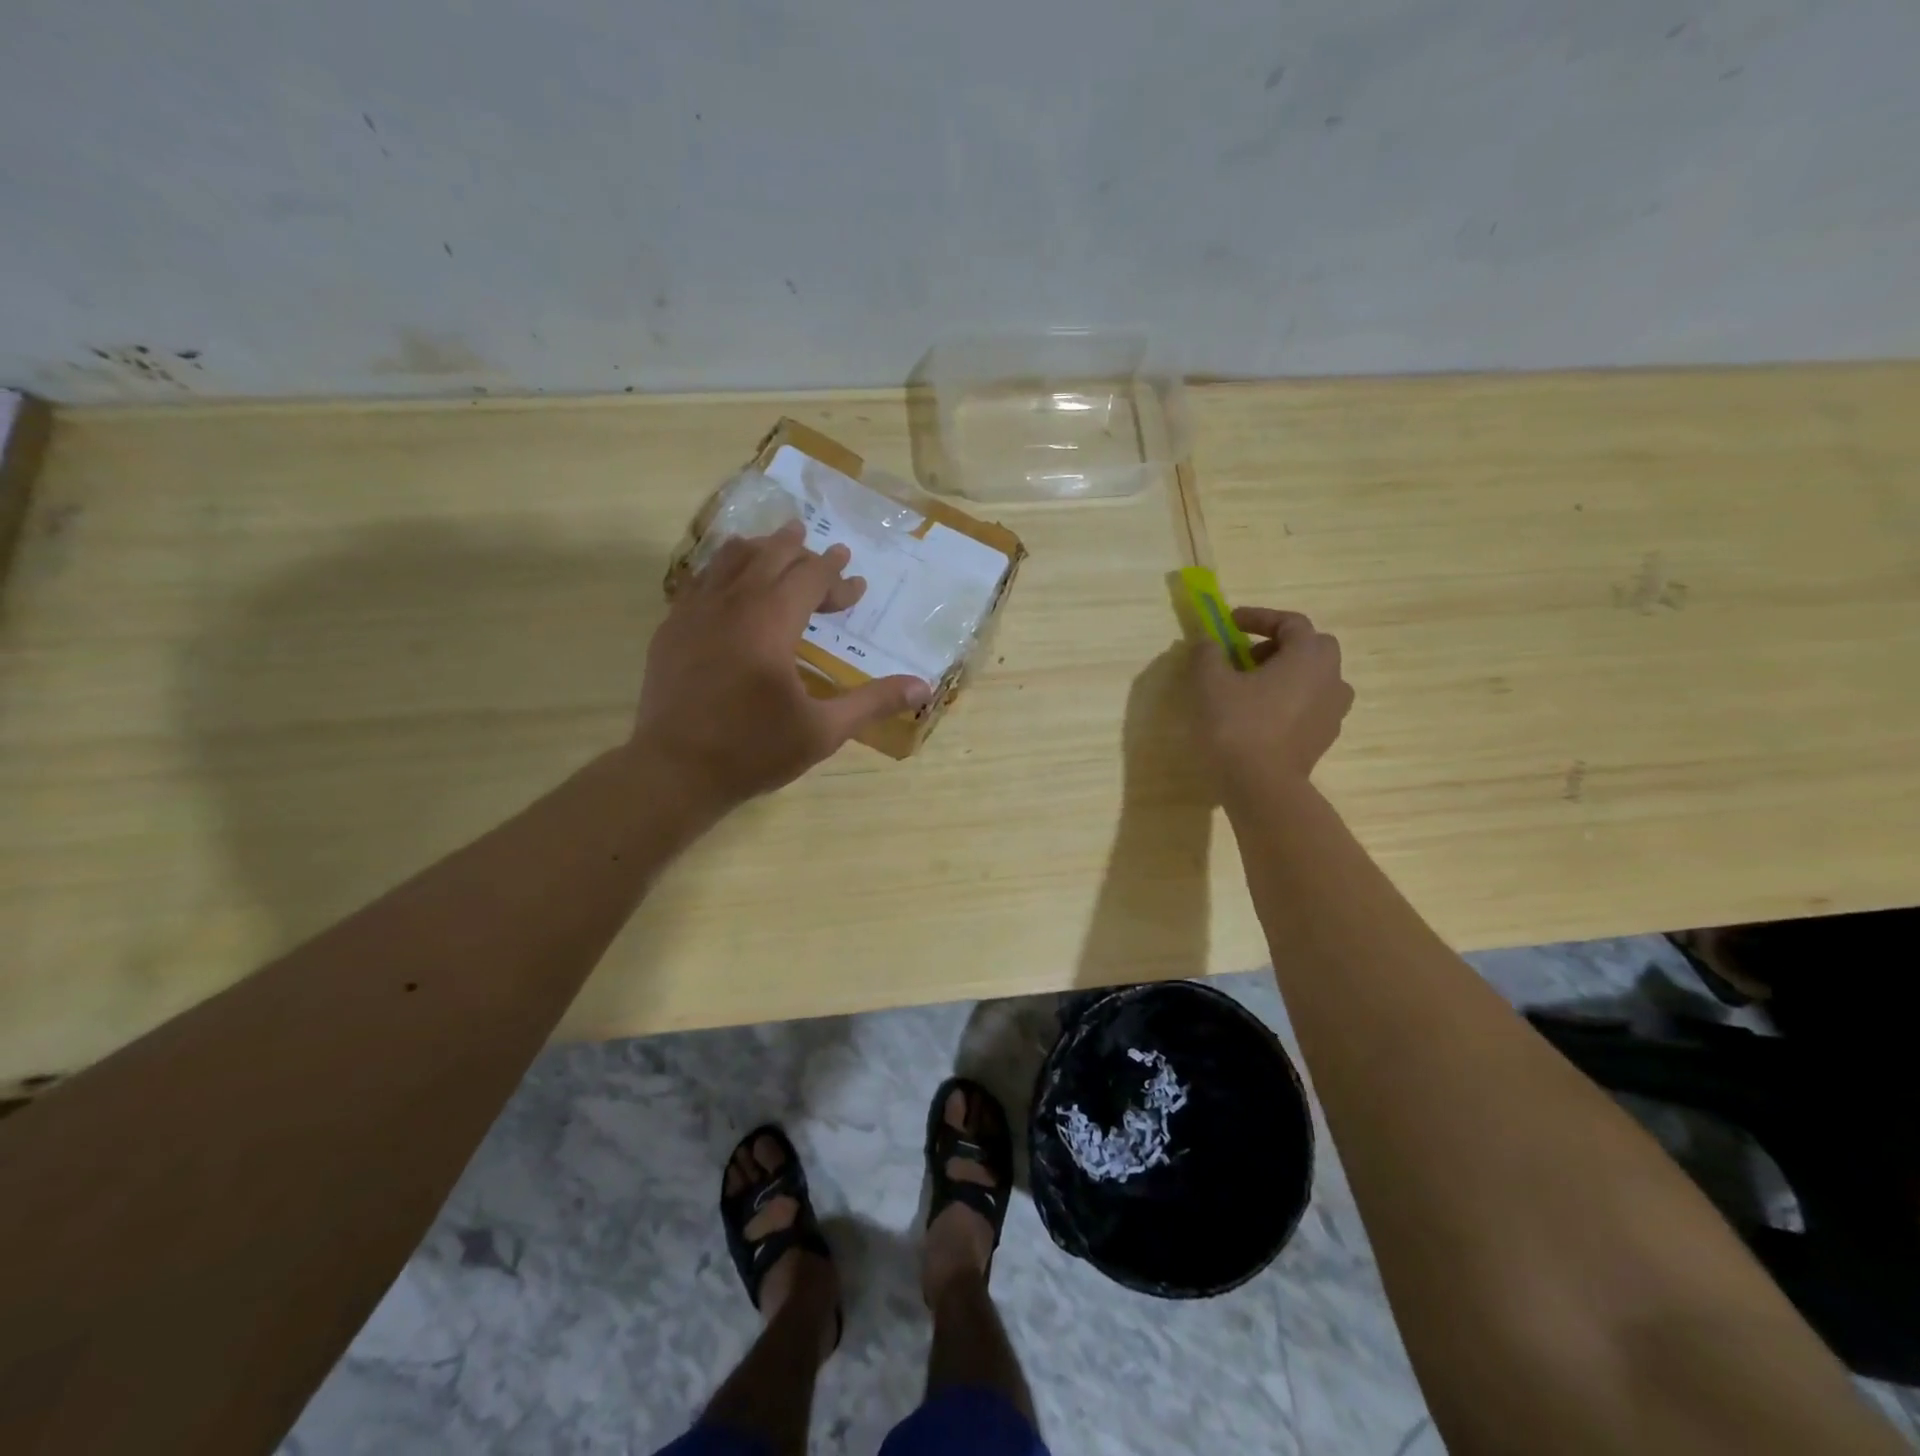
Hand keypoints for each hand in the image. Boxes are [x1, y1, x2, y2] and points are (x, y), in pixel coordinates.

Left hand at [632, 522, 931, 813]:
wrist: (674, 771)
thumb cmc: (753, 750)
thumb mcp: (823, 731)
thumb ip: (872, 702)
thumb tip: (922, 687)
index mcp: (770, 621)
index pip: (808, 577)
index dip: (835, 574)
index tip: (855, 579)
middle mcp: (731, 604)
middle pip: (769, 557)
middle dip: (800, 550)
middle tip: (822, 550)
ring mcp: (693, 613)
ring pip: (729, 561)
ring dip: (759, 550)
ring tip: (774, 545)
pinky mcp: (670, 630)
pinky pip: (699, 582)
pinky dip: (722, 571)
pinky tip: (726, 583)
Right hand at [1190, 607, 1353, 788]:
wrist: (1262, 786)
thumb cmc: (1237, 725)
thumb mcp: (1209, 682)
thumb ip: (1208, 653)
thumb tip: (1208, 641)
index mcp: (1308, 655)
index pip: (1290, 622)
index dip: (1258, 618)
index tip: (1230, 623)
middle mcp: (1331, 677)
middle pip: (1310, 647)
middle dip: (1278, 646)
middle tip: (1245, 657)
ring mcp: (1333, 710)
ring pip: (1314, 678)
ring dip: (1286, 674)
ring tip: (1253, 688)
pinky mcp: (1325, 737)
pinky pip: (1311, 705)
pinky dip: (1290, 700)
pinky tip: (1262, 716)